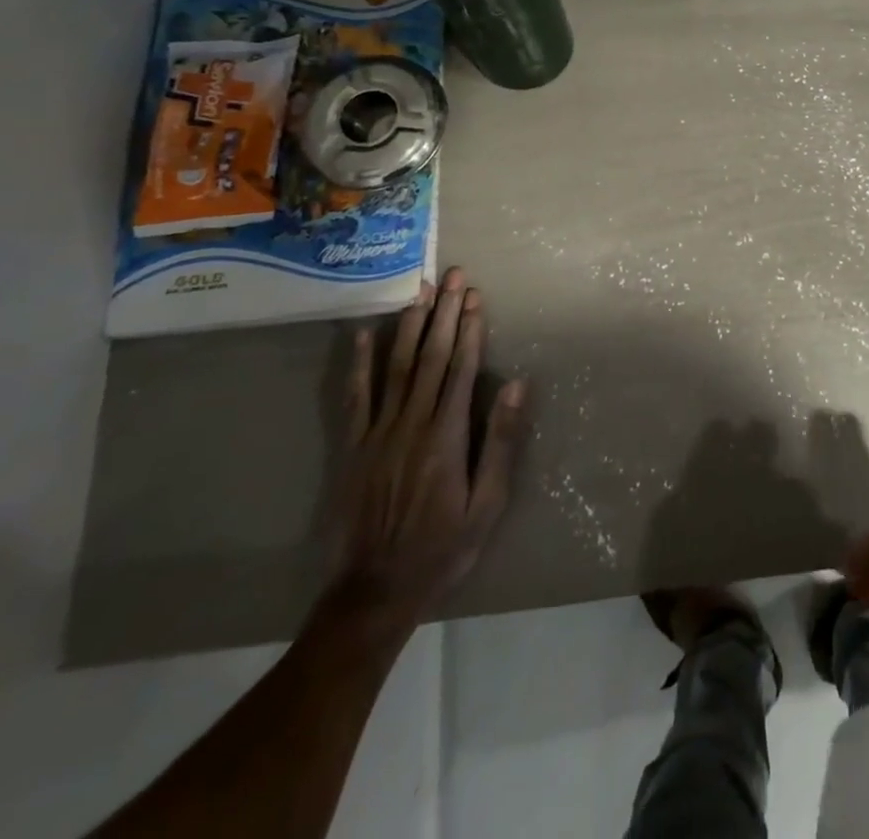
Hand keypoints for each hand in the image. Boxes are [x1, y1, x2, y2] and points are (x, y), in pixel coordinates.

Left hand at [331, 268, 528, 630]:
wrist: (375, 592)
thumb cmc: (443, 548)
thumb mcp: (487, 503)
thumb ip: (499, 441)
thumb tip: (515, 385)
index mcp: (446, 436)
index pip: (461, 369)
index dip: (469, 330)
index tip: (475, 297)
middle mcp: (411, 424)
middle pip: (430, 357)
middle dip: (444, 314)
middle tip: (453, 276)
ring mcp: (377, 433)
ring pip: (395, 366)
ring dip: (409, 325)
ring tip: (420, 290)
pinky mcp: (353, 447)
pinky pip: (355, 396)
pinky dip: (359, 362)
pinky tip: (365, 333)